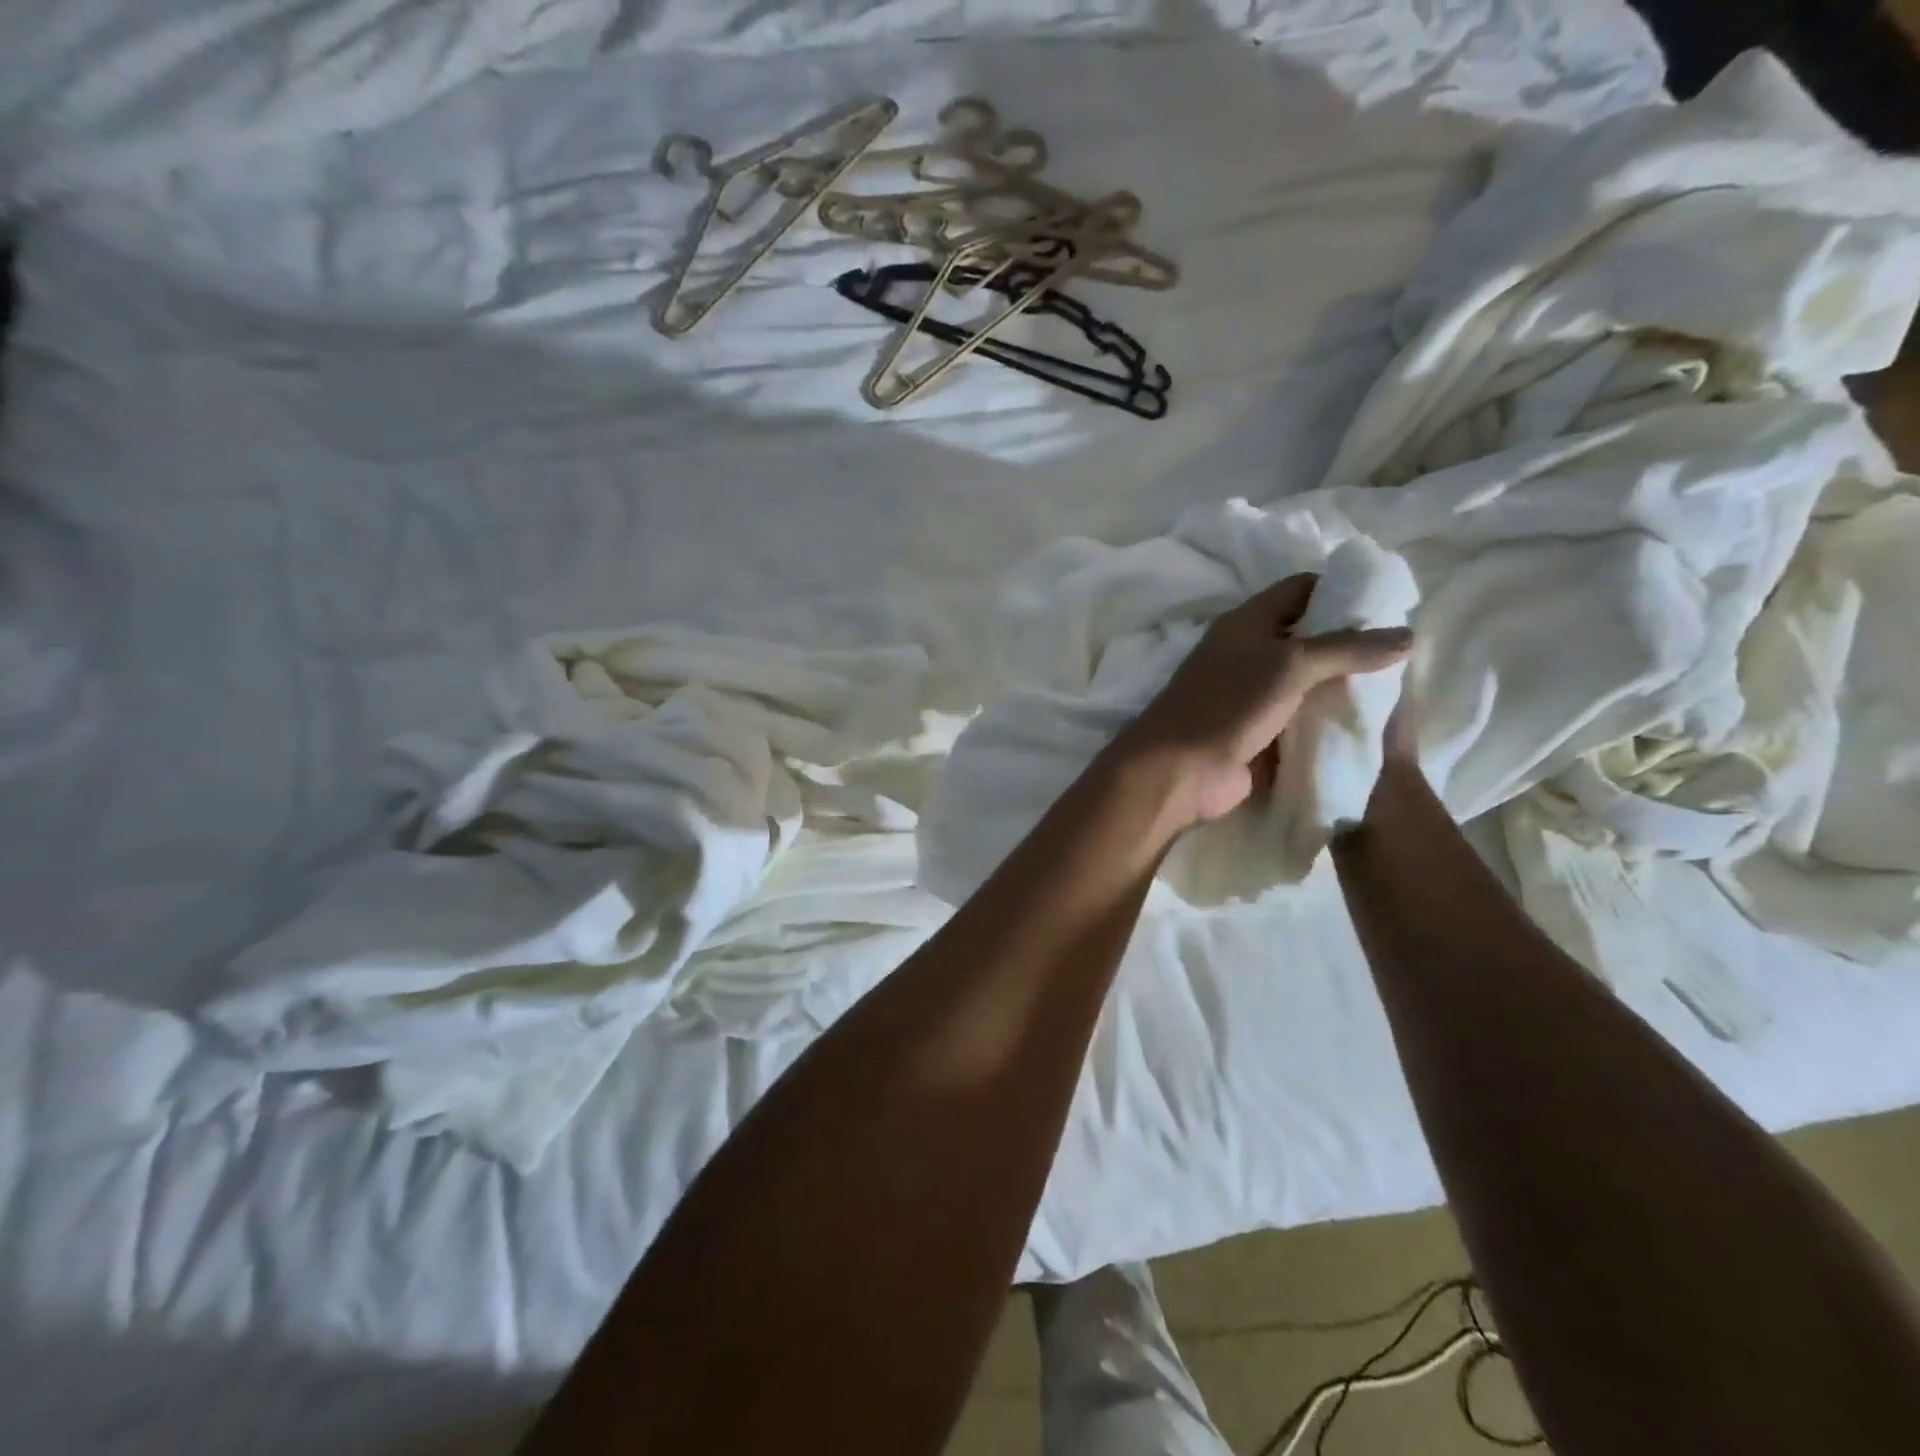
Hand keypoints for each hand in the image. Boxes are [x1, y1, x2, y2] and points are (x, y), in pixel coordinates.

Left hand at [1110, 574, 1412, 828]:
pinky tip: (1370, 723)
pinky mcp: (1259, 733)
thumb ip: (1347, 648)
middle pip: (1307, 636)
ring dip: (1343, 684)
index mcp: (1246, 623)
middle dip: (1351, 642)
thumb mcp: (1290, 664)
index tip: (1389, 603)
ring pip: (1306, 681)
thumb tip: (1407, 635)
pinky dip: (1328, 719)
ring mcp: (1252, 696)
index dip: (1341, 588)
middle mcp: (1248, 653)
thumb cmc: (1228, 704)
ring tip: (1398, 687)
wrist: (1181, 771)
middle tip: (1403, 651)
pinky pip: (1301, 718)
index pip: (1299, 589)